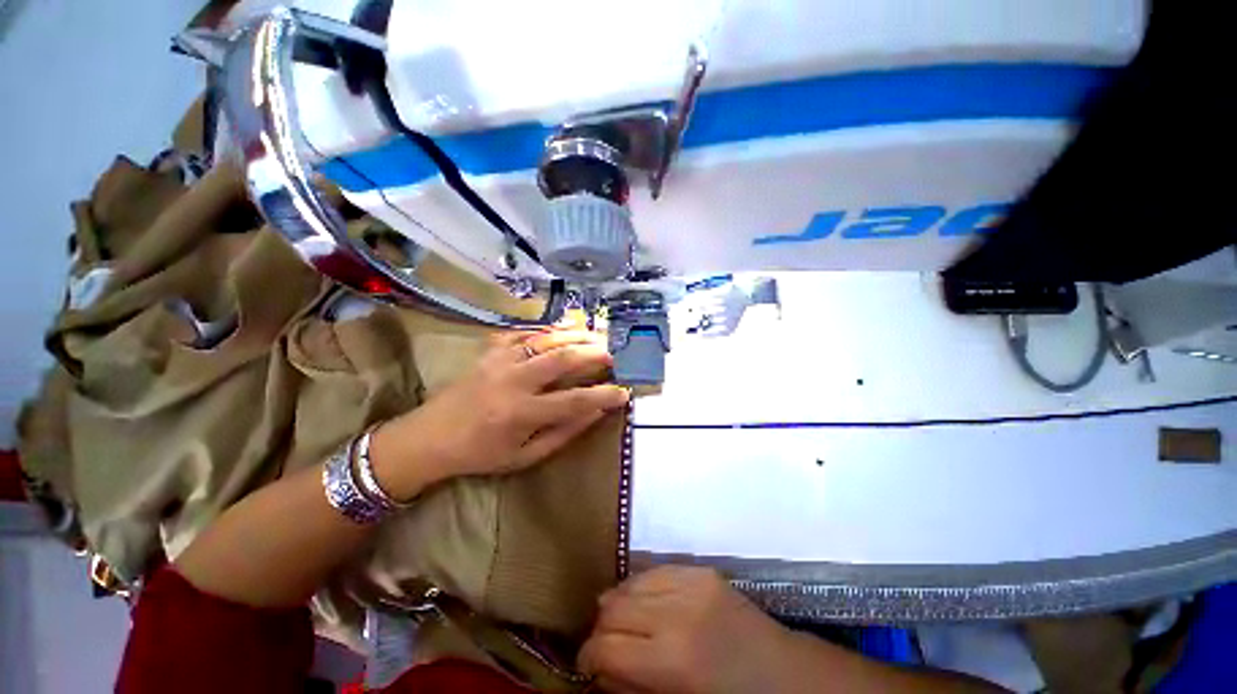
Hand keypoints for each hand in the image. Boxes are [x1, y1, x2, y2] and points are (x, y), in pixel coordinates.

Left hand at [371, 329, 628, 495]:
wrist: (429, 438)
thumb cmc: (480, 454)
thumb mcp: (524, 457)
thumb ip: (563, 434)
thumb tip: (595, 412)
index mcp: (521, 413)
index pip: (574, 401)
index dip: (604, 395)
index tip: (624, 391)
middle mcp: (513, 381)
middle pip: (563, 359)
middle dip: (594, 354)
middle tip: (614, 355)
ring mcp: (499, 361)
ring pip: (545, 339)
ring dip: (575, 336)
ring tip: (596, 336)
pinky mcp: (489, 351)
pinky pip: (522, 333)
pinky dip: (546, 330)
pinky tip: (561, 330)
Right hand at [579, 566, 803, 693]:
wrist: (783, 675)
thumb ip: (631, 688)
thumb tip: (597, 670)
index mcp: (672, 660)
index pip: (605, 646)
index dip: (587, 656)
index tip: (586, 664)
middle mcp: (677, 613)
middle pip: (613, 606)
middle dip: (601, 628)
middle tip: (606, 645)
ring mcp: (692, 583)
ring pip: (630, 582)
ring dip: (620, 603)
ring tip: (625, 622)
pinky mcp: (701, 570)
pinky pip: (656, 571)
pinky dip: (643, 587)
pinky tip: (648, 604)